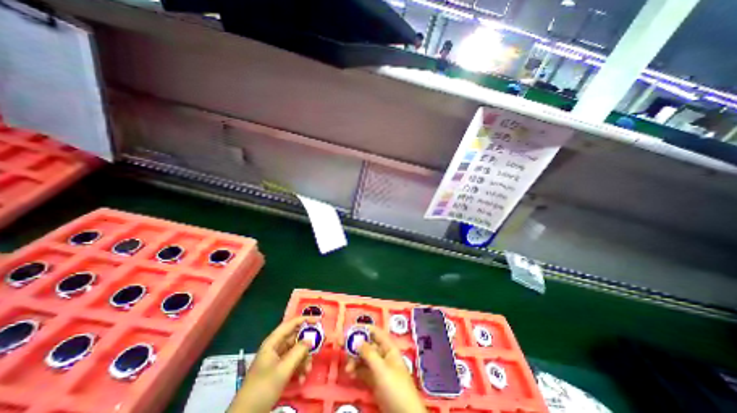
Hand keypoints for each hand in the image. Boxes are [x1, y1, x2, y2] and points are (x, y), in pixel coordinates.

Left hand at [227, 318, 312, 410]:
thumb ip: (299, 351)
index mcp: (273, 342)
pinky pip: (293, 363)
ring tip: (307, 371)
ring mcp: (277, 360)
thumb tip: (312, 339)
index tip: (319, 321)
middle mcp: (275, 347)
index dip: (305, 319)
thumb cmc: (263, 388)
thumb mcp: (283, 369)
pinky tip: (302, 378)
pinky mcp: (278, 371)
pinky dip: (299, 369)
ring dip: (304, 360)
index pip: (291, 324)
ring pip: (296, 351)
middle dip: (307, 344)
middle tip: (319, 346)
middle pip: (295, 338)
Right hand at [345, 327, 426, 412]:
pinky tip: (350, 374)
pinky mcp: (375, 380)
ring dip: (354, 360)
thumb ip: (368, 353)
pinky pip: (363, 370)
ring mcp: (379, 368)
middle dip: (355, 345)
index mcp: (388, 347)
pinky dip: (356, 370)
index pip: (375, 332)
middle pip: (367, 344)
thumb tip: (357, 339)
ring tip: (348, 369)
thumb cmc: (395, 387)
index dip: (363, 328)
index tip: (349, 329)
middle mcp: (383, 355)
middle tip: (341, 345)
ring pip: (364, 358)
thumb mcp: (381, 369)